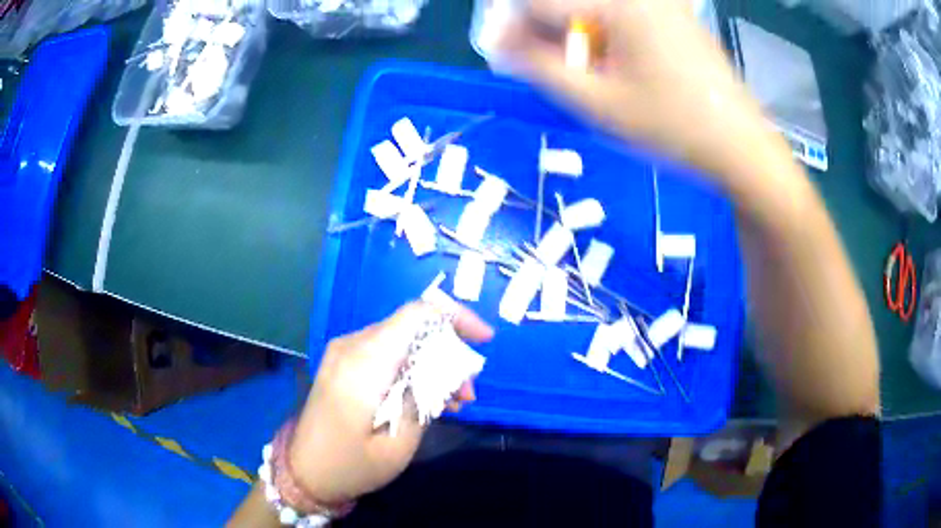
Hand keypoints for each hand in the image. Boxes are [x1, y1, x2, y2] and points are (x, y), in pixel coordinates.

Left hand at [287, 302, 493, 503]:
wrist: (304, 473)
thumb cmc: (350, 466)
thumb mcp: (398, 444)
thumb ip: (423, 400)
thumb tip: (445, 370)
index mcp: (364, 362)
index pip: (416, 314)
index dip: (456, 317)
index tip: (485, 340)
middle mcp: (352, 346)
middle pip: (412, 327)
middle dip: (449, 351)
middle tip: (468, 391)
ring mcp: (345, 353)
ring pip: (402, 340)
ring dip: (433, 363)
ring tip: (454, 401)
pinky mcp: (344, 364)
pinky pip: (386, 353)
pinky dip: (412, 369)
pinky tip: (428, 398)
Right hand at [493, 0, 775, 177]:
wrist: (740, 145)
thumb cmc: (671, 126)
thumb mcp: (596, 102)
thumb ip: (538, 66)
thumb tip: (498, 40)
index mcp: (618, 4)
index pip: (540, 3)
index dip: (515, 28)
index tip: (509, 56)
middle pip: (570, 3)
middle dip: (550, 32)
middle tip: (555, 69)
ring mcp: (661, 3)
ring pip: (595, 9)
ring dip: (579, 35)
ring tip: (589, 73)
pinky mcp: (674, 14)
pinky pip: (622, 15)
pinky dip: (606, 35)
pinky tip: (619, 66)